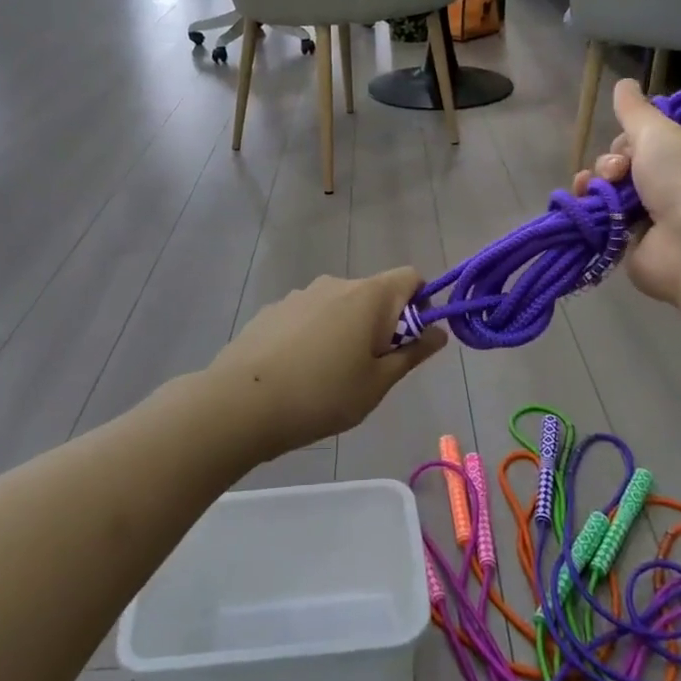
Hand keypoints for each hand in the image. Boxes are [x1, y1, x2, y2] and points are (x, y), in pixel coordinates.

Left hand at [206, 268, 449, 456]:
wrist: (240, 403)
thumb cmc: (322, 395)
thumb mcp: (378, 383)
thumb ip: (412, 354)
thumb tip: (439, 332)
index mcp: (369, 295)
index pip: (411, 277)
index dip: (420, 305)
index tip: (407, 343)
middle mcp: (336, 283)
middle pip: (375, 293)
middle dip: (382, 324)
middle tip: (370, 371)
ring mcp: (301, 294)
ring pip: (340, 306)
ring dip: (347, 330)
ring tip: (328, 377)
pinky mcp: (273, 309)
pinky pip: (310, 316)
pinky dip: (315, 335)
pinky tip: (297, 372)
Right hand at [569, 78, 680, 306]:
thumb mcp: (658, 132)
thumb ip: (635, 109)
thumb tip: (625, 82)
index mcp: (677, 157)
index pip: (638, 141)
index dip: (625, 141)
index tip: (628, 146)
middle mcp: (662, 186)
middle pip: (617, 166)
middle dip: (608, 165)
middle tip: (619, 173)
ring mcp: (644, 217)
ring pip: (604, 192)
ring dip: (594, 185)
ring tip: (599, 192)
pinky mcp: (625, 243)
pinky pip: (597, 220)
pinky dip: (588, 212)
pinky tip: (583, 206)